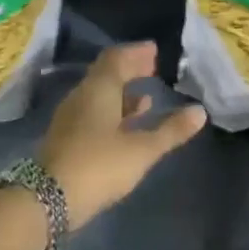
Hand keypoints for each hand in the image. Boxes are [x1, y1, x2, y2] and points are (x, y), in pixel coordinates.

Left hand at [39, 42, 205, 225]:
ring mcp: (72, 117)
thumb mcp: (141, 150)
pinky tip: (127, 124)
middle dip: (130, 69)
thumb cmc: (99, 166)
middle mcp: (82, 96)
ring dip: (122, 92)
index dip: (136, 53)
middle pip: (106, 74)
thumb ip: (170, 130)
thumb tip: (199, 111)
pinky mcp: (68, 137)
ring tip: (146, 96)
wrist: (48, 199)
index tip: (154, 50)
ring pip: (99, 94)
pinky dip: (113, 110)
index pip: (117, 58)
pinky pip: (94, 112)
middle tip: (152, 68)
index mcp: (99, 89)